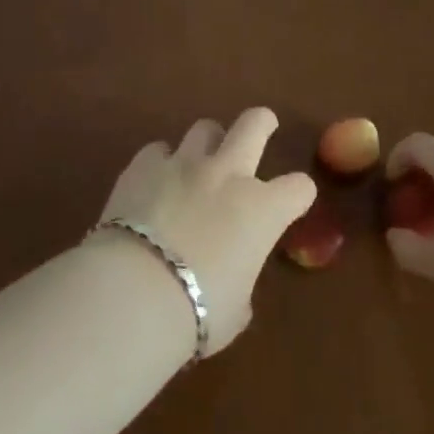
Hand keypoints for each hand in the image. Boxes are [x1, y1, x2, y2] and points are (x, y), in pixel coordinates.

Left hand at [96, 108, 315, 355]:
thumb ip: (240, 281)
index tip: (293, 201)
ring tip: (200, 161)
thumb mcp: (235, 309)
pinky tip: (154, 182)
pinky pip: (158, 150)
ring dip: (208, 143)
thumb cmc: (197, 312)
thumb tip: (230, 279)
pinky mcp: (143, 165)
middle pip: (254, 125)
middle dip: (262, 122)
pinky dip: (161, 163)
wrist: (134, 292)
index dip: (299, 194)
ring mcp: (183, 164)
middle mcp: (227, 175)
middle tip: (263, 126)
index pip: (299, 187)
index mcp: (262, 210)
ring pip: (205, 128)